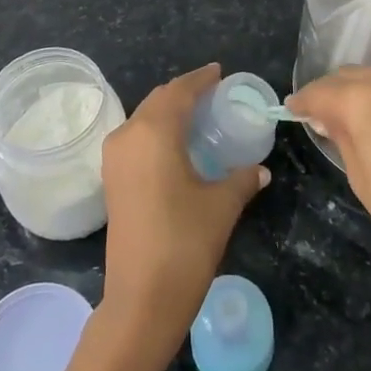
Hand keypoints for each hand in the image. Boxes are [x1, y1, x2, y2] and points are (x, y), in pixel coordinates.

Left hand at [98, 64, 267, 369]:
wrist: (141, 297)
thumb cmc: (185, 242)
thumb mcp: (221, 206)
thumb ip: (241, 179)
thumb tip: (259, 169)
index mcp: (154, 131)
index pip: (180, 91)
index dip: (201, 78)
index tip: (219, 72)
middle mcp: (128, 134)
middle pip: (158, 100)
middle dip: (185, 93)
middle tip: (213, 94)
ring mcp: (114, 157)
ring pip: (144, 118)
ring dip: (168, 112)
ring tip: (198, 117)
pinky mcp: (111, 178)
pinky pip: (136, 138)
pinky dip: (156, 132)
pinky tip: (177, 146)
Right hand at [289, 64, 370, 309]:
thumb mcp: (362, 181)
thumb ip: (341, 137)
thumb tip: (328, 117)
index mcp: (363, 99)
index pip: (320, 92)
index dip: (303, 103)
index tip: (293, 112)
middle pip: (350, 78)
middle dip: (334, 96)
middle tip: (324, 120)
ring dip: (365, 94)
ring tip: (360, 123)